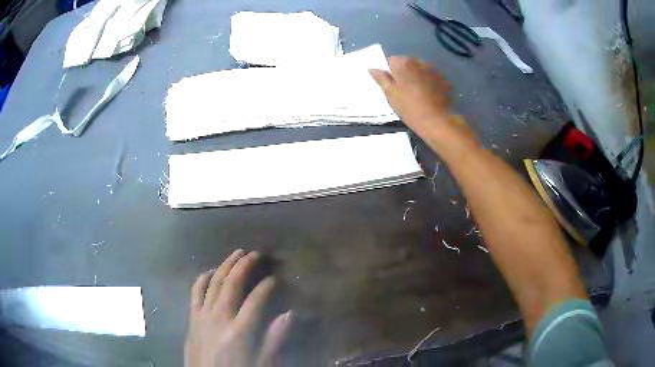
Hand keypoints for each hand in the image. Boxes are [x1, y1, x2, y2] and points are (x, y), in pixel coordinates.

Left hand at [185, 249, 291, 366]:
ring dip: (225, 265)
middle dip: (244, 265)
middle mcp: (219, 318)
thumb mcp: (260, 363)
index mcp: (239, 332)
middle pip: (232, 284)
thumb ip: (274, 340)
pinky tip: (210, 271)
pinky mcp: (192, 318)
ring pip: (213, 283)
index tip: (274, 279)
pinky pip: (195, 292)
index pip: (256, 300)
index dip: (266, 286)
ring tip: (236, 253)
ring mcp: (202, 316)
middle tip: (256, 253)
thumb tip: (289, 315)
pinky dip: (202, 278)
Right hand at [369, 57, 466, 138]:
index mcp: (403, 63)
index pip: (392, 60)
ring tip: (418, 94)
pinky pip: (432, 77)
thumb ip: (381, 78)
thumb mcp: (390, 94)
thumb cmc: (409, 107)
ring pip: (421, 69)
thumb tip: (371, 68)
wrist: (437, 121)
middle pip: (407, 63)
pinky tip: (429, 96)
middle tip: (404, 91)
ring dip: (418, 77)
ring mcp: (434, 70)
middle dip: (405, 73)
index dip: (391, 73)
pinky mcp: (444, 79)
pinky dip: (430, 82)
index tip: (393, 86)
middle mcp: (419, 61)